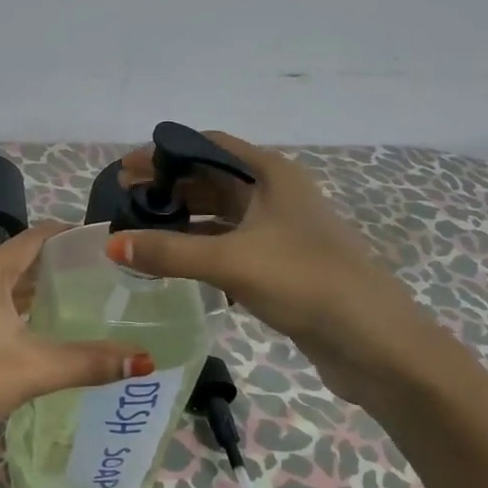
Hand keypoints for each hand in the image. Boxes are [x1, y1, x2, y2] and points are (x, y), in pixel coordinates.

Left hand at [0, 225, 153, 457]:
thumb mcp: (34, 370)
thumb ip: (89, 362)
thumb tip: (144, 359)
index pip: (35, 237)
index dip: (69, 234)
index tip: (104, 242)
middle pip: (21, 259)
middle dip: (59, 265)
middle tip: (103, 277)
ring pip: (5, 284)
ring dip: (37, 289)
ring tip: (80, 301)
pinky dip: (18, 308)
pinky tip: (39, 330)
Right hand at [109, 131, 462, 408]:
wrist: (375, 342)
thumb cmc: (304, 281)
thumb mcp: (230, 261)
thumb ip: (168, 251)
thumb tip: (111, 244)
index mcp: (270, 174)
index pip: (208, 145)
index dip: (164, 153)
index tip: (127, 170)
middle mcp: (275, 193)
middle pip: (210, 179)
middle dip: (167, 187)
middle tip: (123, 203)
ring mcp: (279, 229)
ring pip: (219, 214)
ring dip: (180, 220)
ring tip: (138, 231)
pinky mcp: (280, 264)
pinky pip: (228, 244)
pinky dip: (198, 247)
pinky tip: (171, 261)